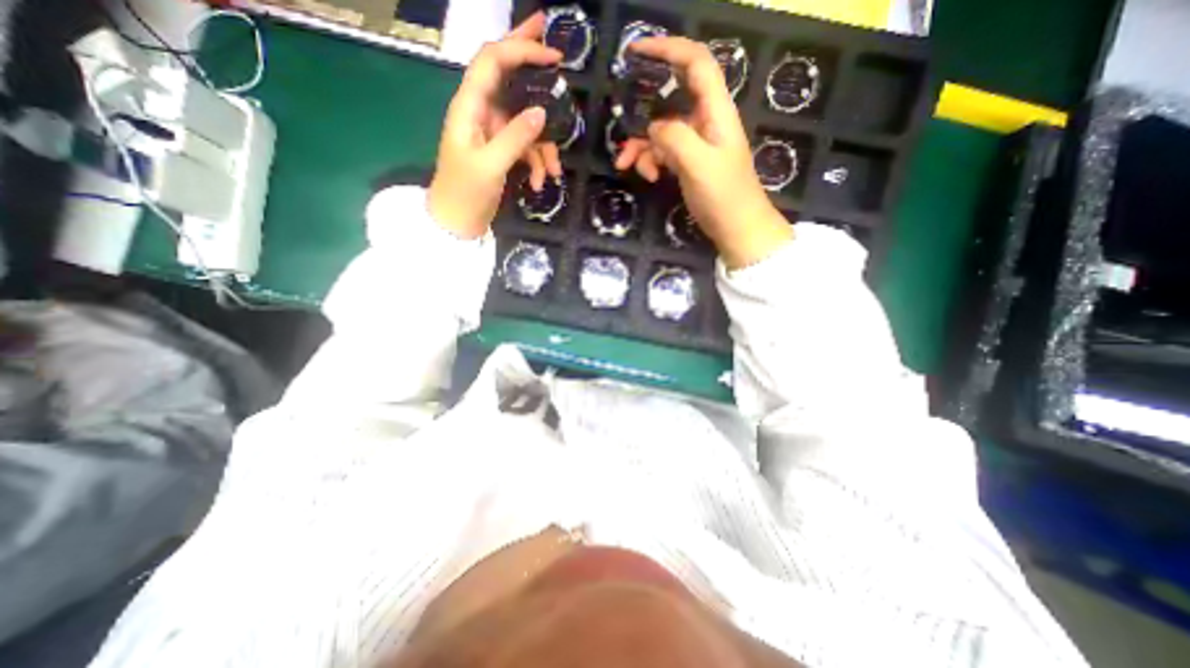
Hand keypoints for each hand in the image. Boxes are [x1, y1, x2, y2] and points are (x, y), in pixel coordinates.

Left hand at [431, 13, 563, 238]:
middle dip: (532, 64)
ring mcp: (493, 132)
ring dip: (544, 146)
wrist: (457, 223)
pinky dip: (537, 163)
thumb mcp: (490, 166)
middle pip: (508, 77)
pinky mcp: (502, 150)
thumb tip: (542, 111)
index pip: (493, 62)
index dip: (521, 50)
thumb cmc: (464, 193)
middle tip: (558, 51)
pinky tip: (539, 183)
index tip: (553, 54)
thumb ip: (515, 137)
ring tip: (553, 172)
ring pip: (526, 123)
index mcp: (469, 107)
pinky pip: (526, 147)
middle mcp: (482, 112)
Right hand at [625, 37, 788, 265]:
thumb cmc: (724, 195)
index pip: (695, 63)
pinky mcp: (688, 162)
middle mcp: (705, 120)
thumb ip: (674, 138)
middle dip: (641, 114)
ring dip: (640, 146)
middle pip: (668, 100)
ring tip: (626, 166)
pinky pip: (662, 152)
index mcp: (715, 110)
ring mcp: (695, 142)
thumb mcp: (699, 164)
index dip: (668, 49)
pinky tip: (647, 177)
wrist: (736, 228)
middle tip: (620, 125)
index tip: (636, 51)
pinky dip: (650, 161)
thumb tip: (653, 127)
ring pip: (660, 131)